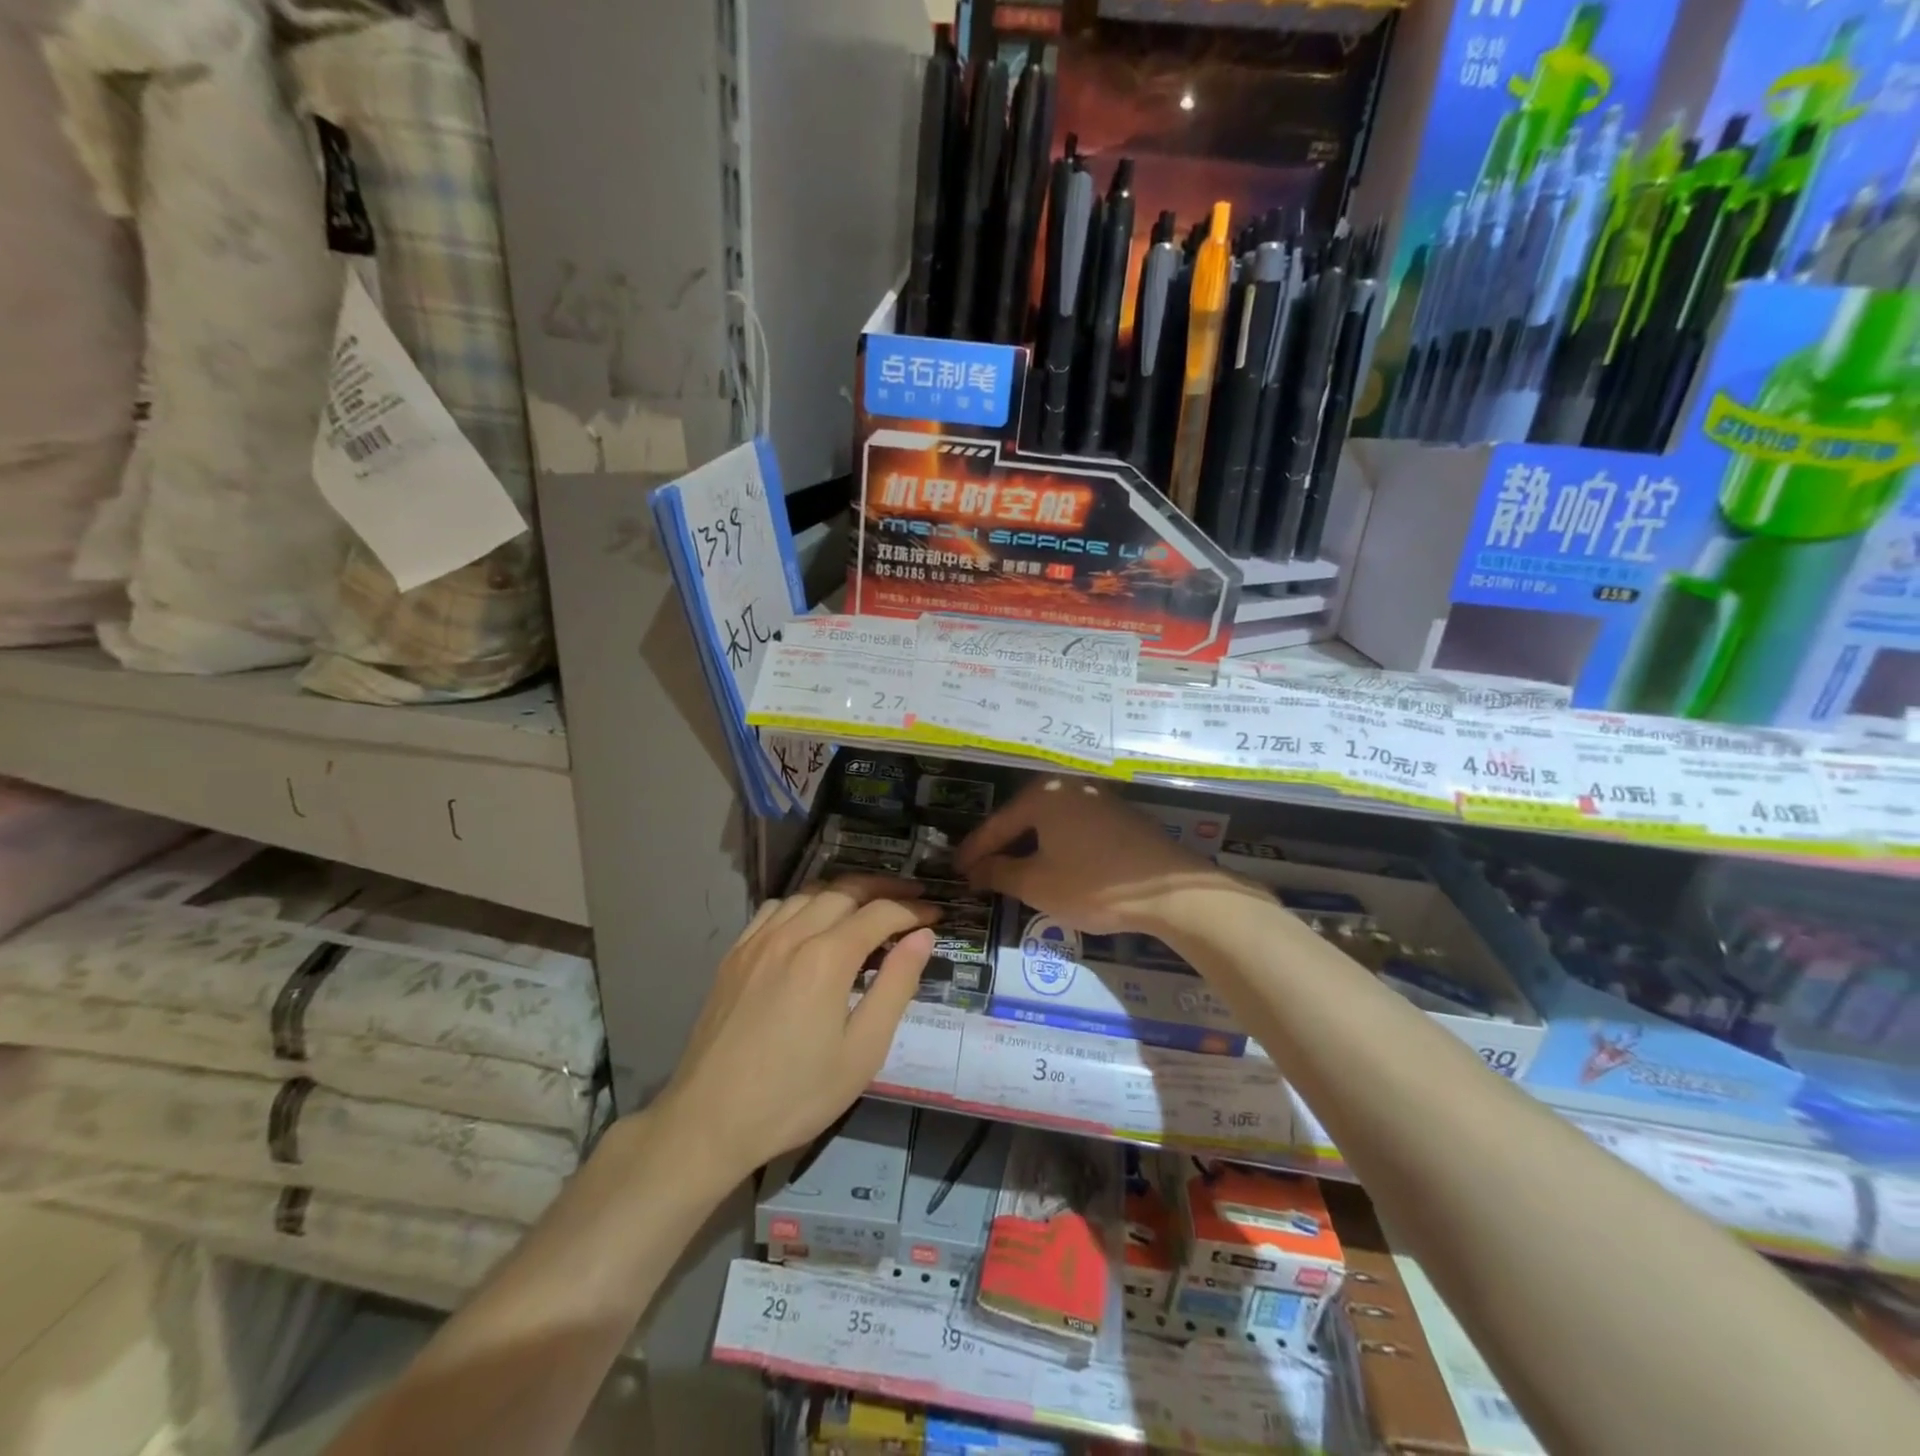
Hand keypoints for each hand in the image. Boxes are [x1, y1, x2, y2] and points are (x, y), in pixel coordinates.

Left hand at [654, 879, 936, 1183]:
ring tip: (868, 905)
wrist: (709, 1121)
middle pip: (845, 890)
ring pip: (809, 893)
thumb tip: (922, 937)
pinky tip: (811, 921)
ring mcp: (757, 941)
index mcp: (827, 957)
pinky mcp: (734, 954)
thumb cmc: (795, 1094)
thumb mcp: (862, 1050)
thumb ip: (896, 986)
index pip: (880, 913)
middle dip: (884, 889)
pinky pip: (775, 908)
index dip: (913, 910)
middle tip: (911, 898)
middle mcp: (792, 934)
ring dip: (844, 892)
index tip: (936, 914)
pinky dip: (804, 903)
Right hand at [956, 777, 1232, 935]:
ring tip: (1012, 870)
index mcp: (1042, 796)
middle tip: (980, 870)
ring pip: (1050, 823)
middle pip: (1023, 818)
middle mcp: (1068, 787)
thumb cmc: (1094, 884)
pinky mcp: (1120, 816)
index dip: (974, 851)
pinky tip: (1054, 864)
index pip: (997, 825)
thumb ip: (1000, 873)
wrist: (1171, 890)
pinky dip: (1056, 845)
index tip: (956, 871)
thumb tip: (976, 870)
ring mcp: (1097, 798)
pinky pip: (1073, 827)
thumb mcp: (1037, 884)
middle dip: (1001, 846)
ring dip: (1029, 846)